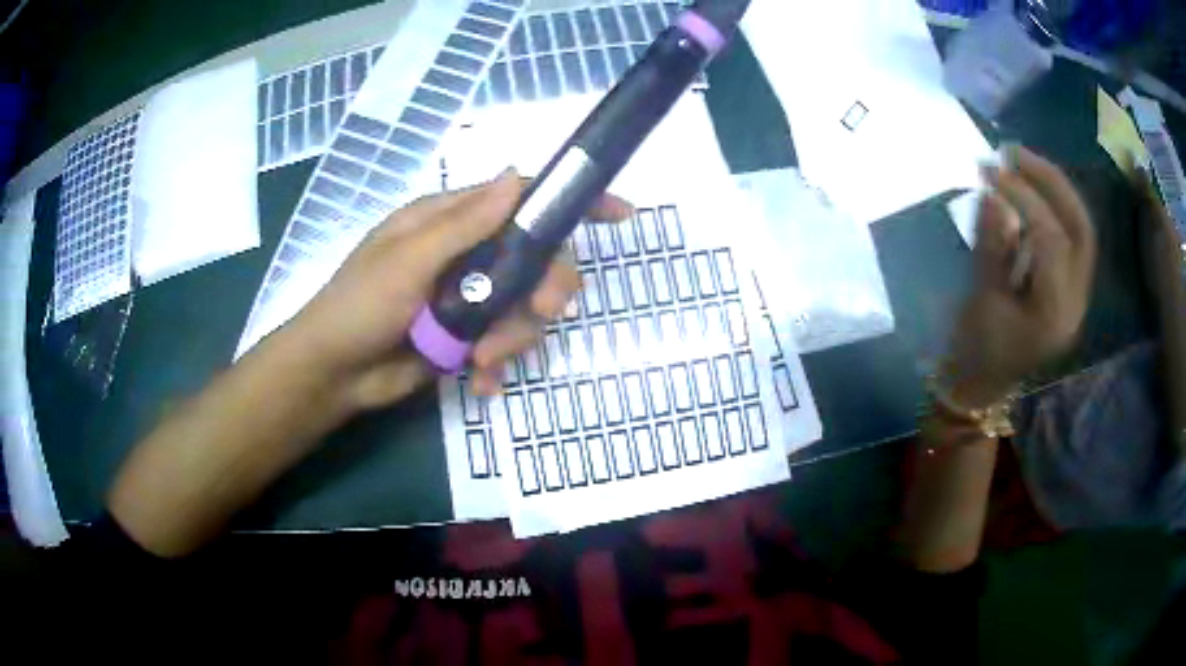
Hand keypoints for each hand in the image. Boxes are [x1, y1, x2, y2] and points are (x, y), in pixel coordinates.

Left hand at [278, 169, 631, 410]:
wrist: (334, 373)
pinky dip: (498, 364)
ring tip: (481, 359)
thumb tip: (516, 176)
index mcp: (451, 222)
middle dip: (545, 287)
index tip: (620, 214)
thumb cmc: (359, 304)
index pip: (520, 199)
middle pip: (536, 259)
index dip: (568, 203)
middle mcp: (468, 254)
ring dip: (514, 336)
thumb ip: (463, 223)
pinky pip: (505, 344)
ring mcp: (470, 298)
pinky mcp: (468, 337)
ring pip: (526, 308)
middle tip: (540, 310)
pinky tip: (480, 382)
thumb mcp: (408, 259)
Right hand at [944, 147, 1096, 406]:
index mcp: (1054, 315)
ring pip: (1080, 227)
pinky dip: (1053, 204)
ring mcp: (1077, 294)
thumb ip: (991, 245)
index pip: (1051, 239)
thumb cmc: (976, 351)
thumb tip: (992, 193)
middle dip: (1050, 181)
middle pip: (1080, 227)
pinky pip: (1071, 235)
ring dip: (1054, 187)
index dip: (1023, 198)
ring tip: (1019, 160)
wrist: (984, 384)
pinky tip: (1029, 187)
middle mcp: (1076, 303)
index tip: (989, 171)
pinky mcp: (1070, 285)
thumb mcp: (980, 299)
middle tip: (1014, 153)